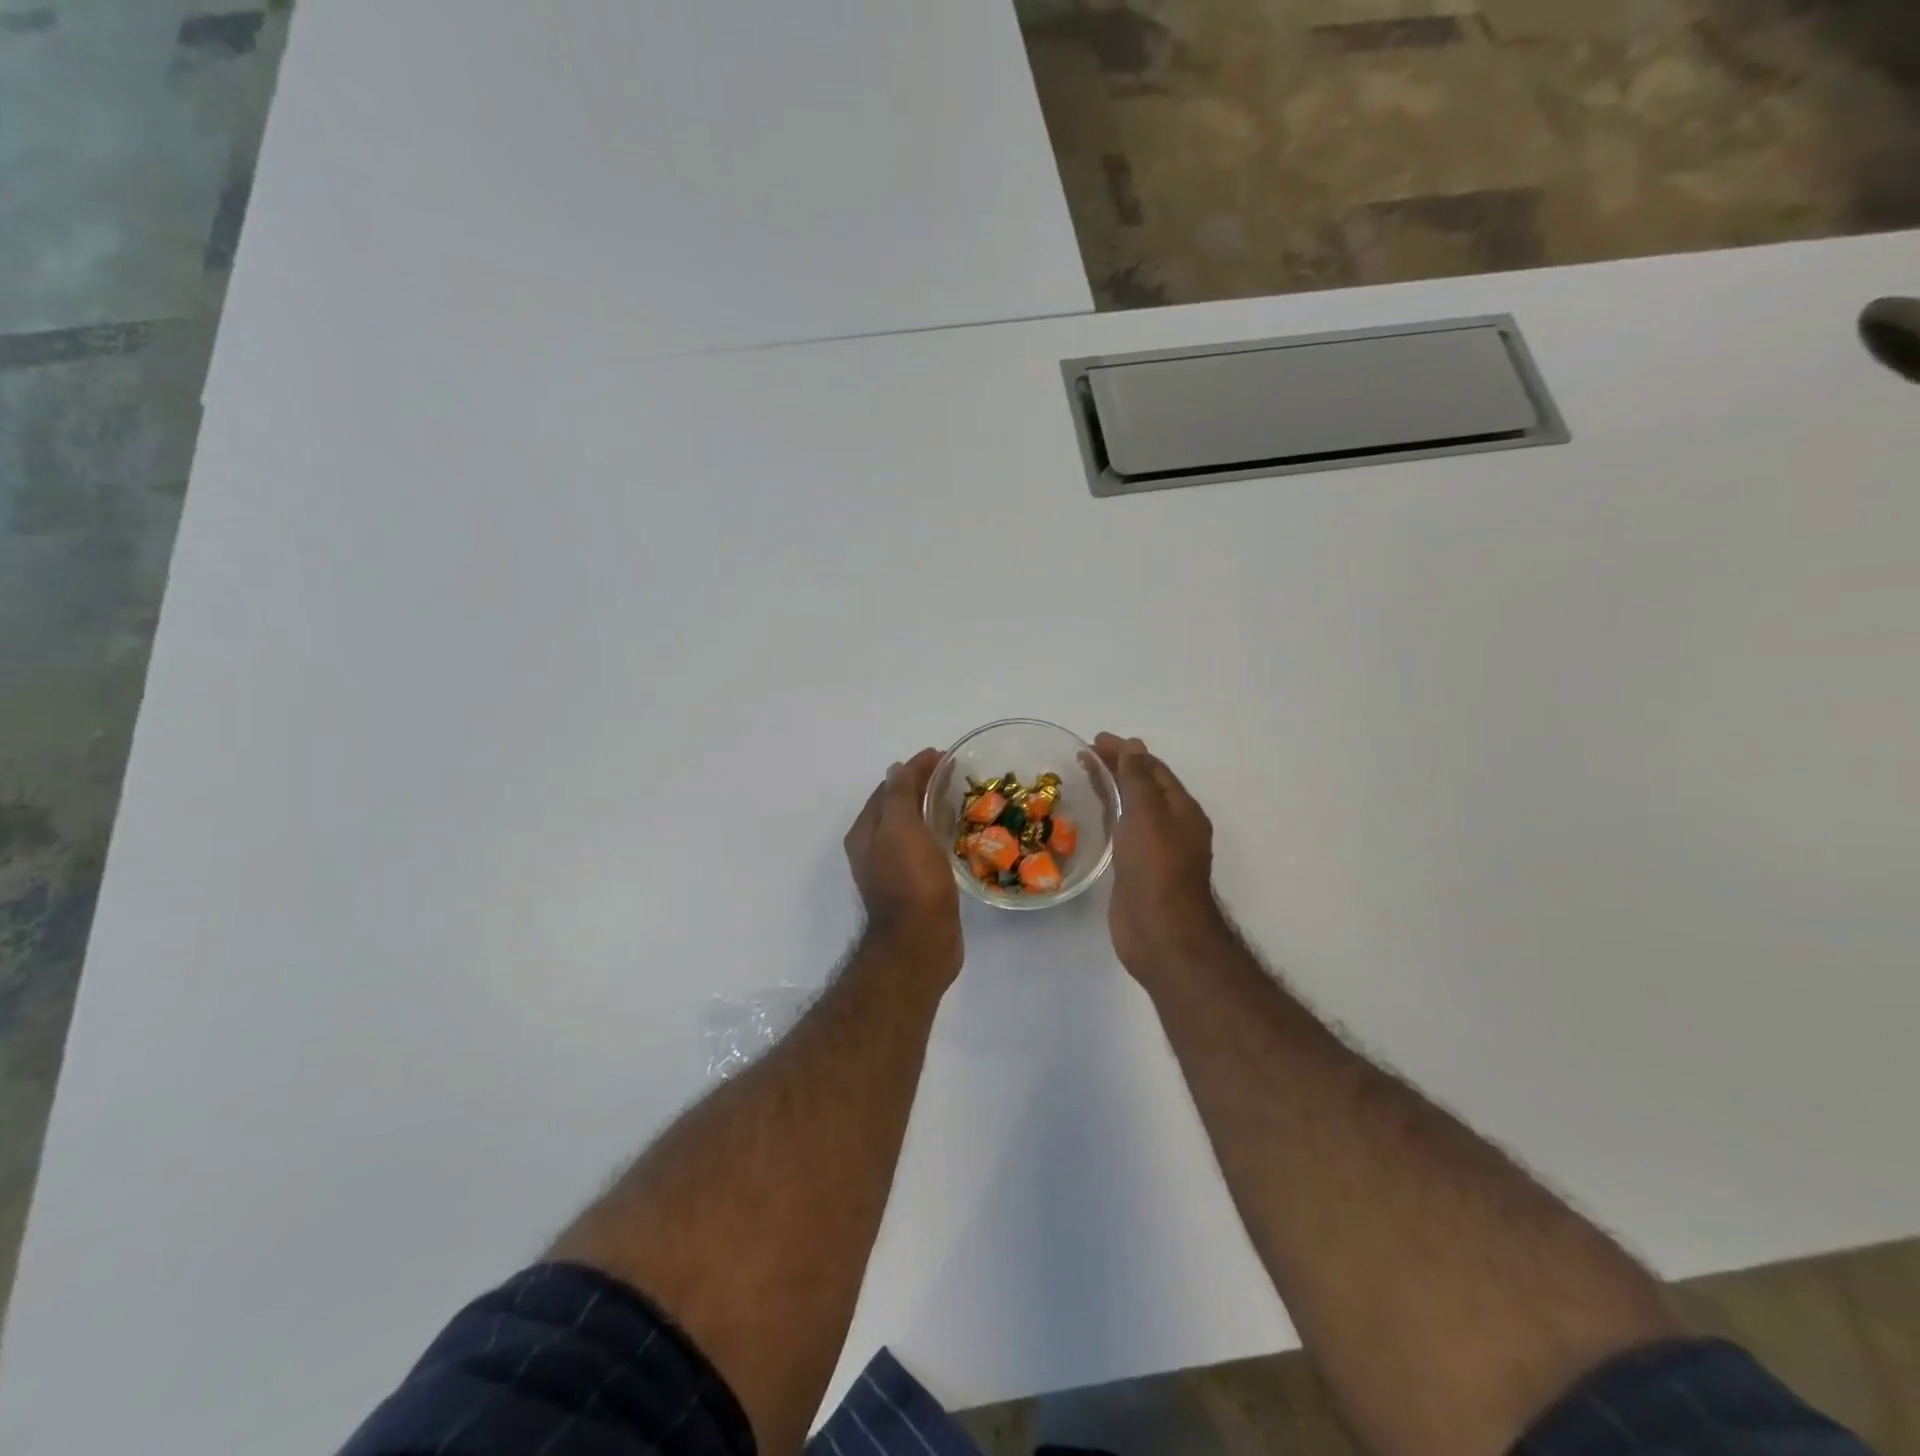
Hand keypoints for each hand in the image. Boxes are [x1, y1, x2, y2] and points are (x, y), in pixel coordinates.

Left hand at [845, 748, 962, 979]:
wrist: (921, 940)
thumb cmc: (910, 880)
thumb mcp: (900, 828)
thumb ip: (898, 795)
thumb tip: (896, 768)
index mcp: (865, 832)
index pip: (888, 788)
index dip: (913, 769)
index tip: (942, 755)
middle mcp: (873, 849)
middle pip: (897, 806)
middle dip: (920, 786)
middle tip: (952, 772)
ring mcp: (892, 869)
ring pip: (910, 827)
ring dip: (928, 808)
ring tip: (956, 796)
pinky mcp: (914, 885)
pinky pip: (923, 847)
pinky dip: (935, 831)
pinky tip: (953, 832)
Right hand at [1093, 734, 1228, 984]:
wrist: (1159, 932)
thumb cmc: (1156, 868)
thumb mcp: (1147, 814)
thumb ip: (1138, 779)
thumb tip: (1134, 746)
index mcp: (1182, 811)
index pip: (1154, 770)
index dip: (1127, 752)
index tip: (1096, 740)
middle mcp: (1172, 827)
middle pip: (1144, 787)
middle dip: (1118, 767)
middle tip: (1085, 753)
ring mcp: (1155, 851)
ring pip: (1132, 810)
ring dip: (1112, 789)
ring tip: (1084, 774)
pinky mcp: (1137, 871)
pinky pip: (1122, 833)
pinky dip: (1108, 816)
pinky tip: (1090, 814)